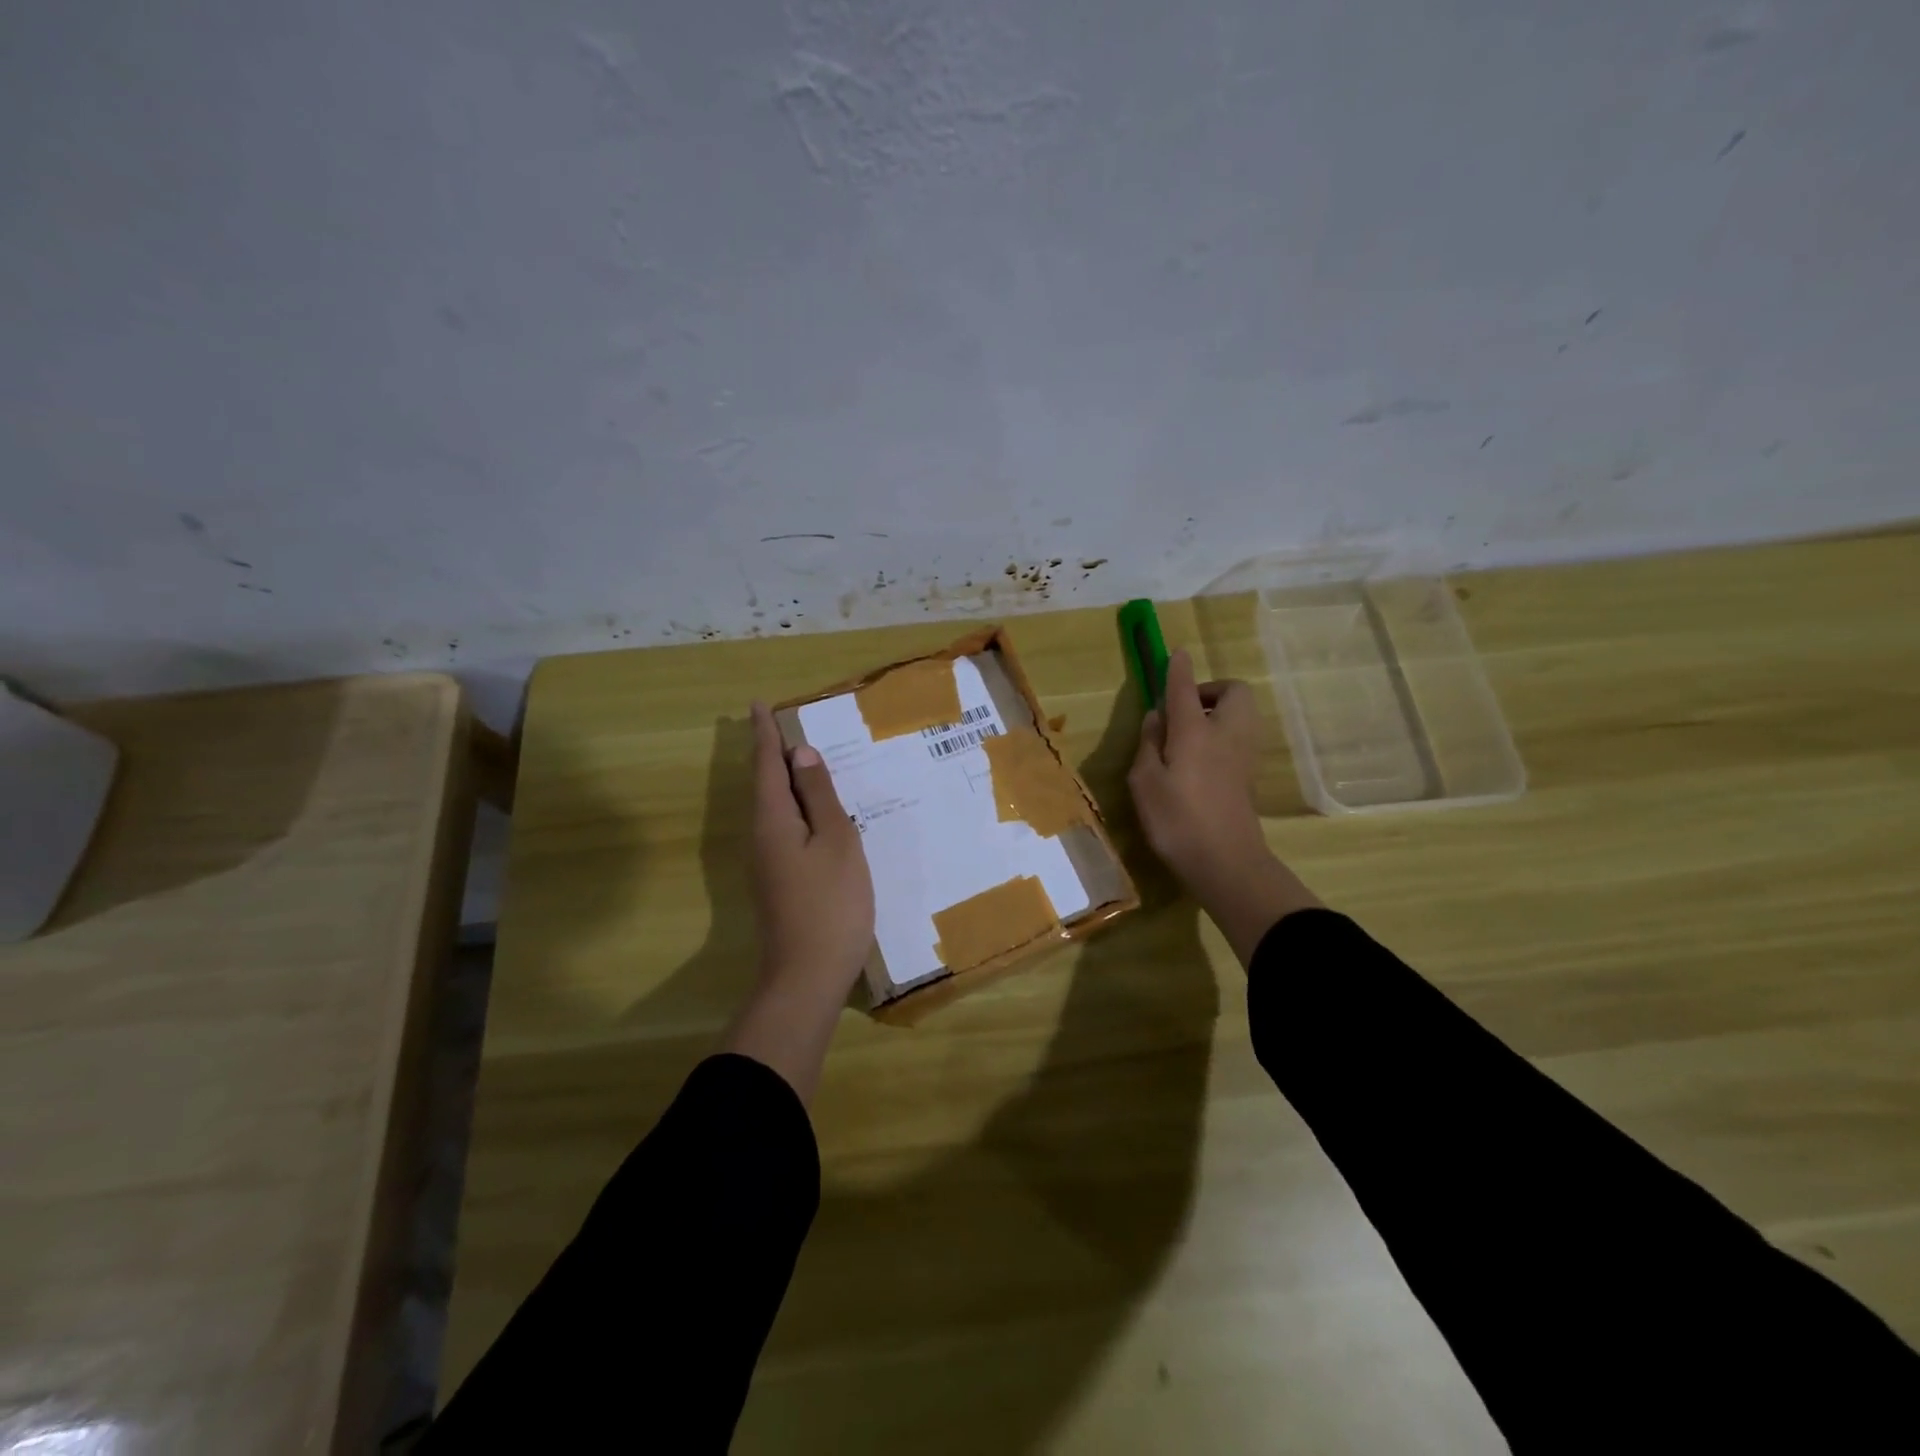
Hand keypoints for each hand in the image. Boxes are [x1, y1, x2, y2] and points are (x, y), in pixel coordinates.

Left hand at [724, 702, 875, 1102]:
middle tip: (790, 726)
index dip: (765, 733)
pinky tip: (819, 812)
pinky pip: (786, 828)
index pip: (766, 764)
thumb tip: (800, 755)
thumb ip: (819, 796)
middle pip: (766, 784)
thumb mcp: (835, 841)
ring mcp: (767, 862)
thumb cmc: (830, 903)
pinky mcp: (779, 880)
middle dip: (775, 753)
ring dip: (788, 781)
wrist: (807, 976)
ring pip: (776, 808)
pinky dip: (799, 808)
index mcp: (772, 820)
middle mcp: (761, 836)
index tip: (758, 704)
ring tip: (808, 759)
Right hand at [1128, 649, 1320, 965]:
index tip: (1174, 654)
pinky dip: (1222, 735)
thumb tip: (1157, 717)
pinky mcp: (1248, 775)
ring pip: (1240, 713)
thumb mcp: (1145, 782)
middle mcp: (1225, 734)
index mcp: (1195, 731)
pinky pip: (1238, 737)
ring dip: (1217, 711)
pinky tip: (1198, 760)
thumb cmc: (1177, 821)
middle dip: (1210, 689)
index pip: (1186, 687)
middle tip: (1183, 709)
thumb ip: (1149, 744)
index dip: (1178, 668)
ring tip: (1187, 735)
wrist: (1226, 863)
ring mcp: (1243, 754)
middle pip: (1233, 692)